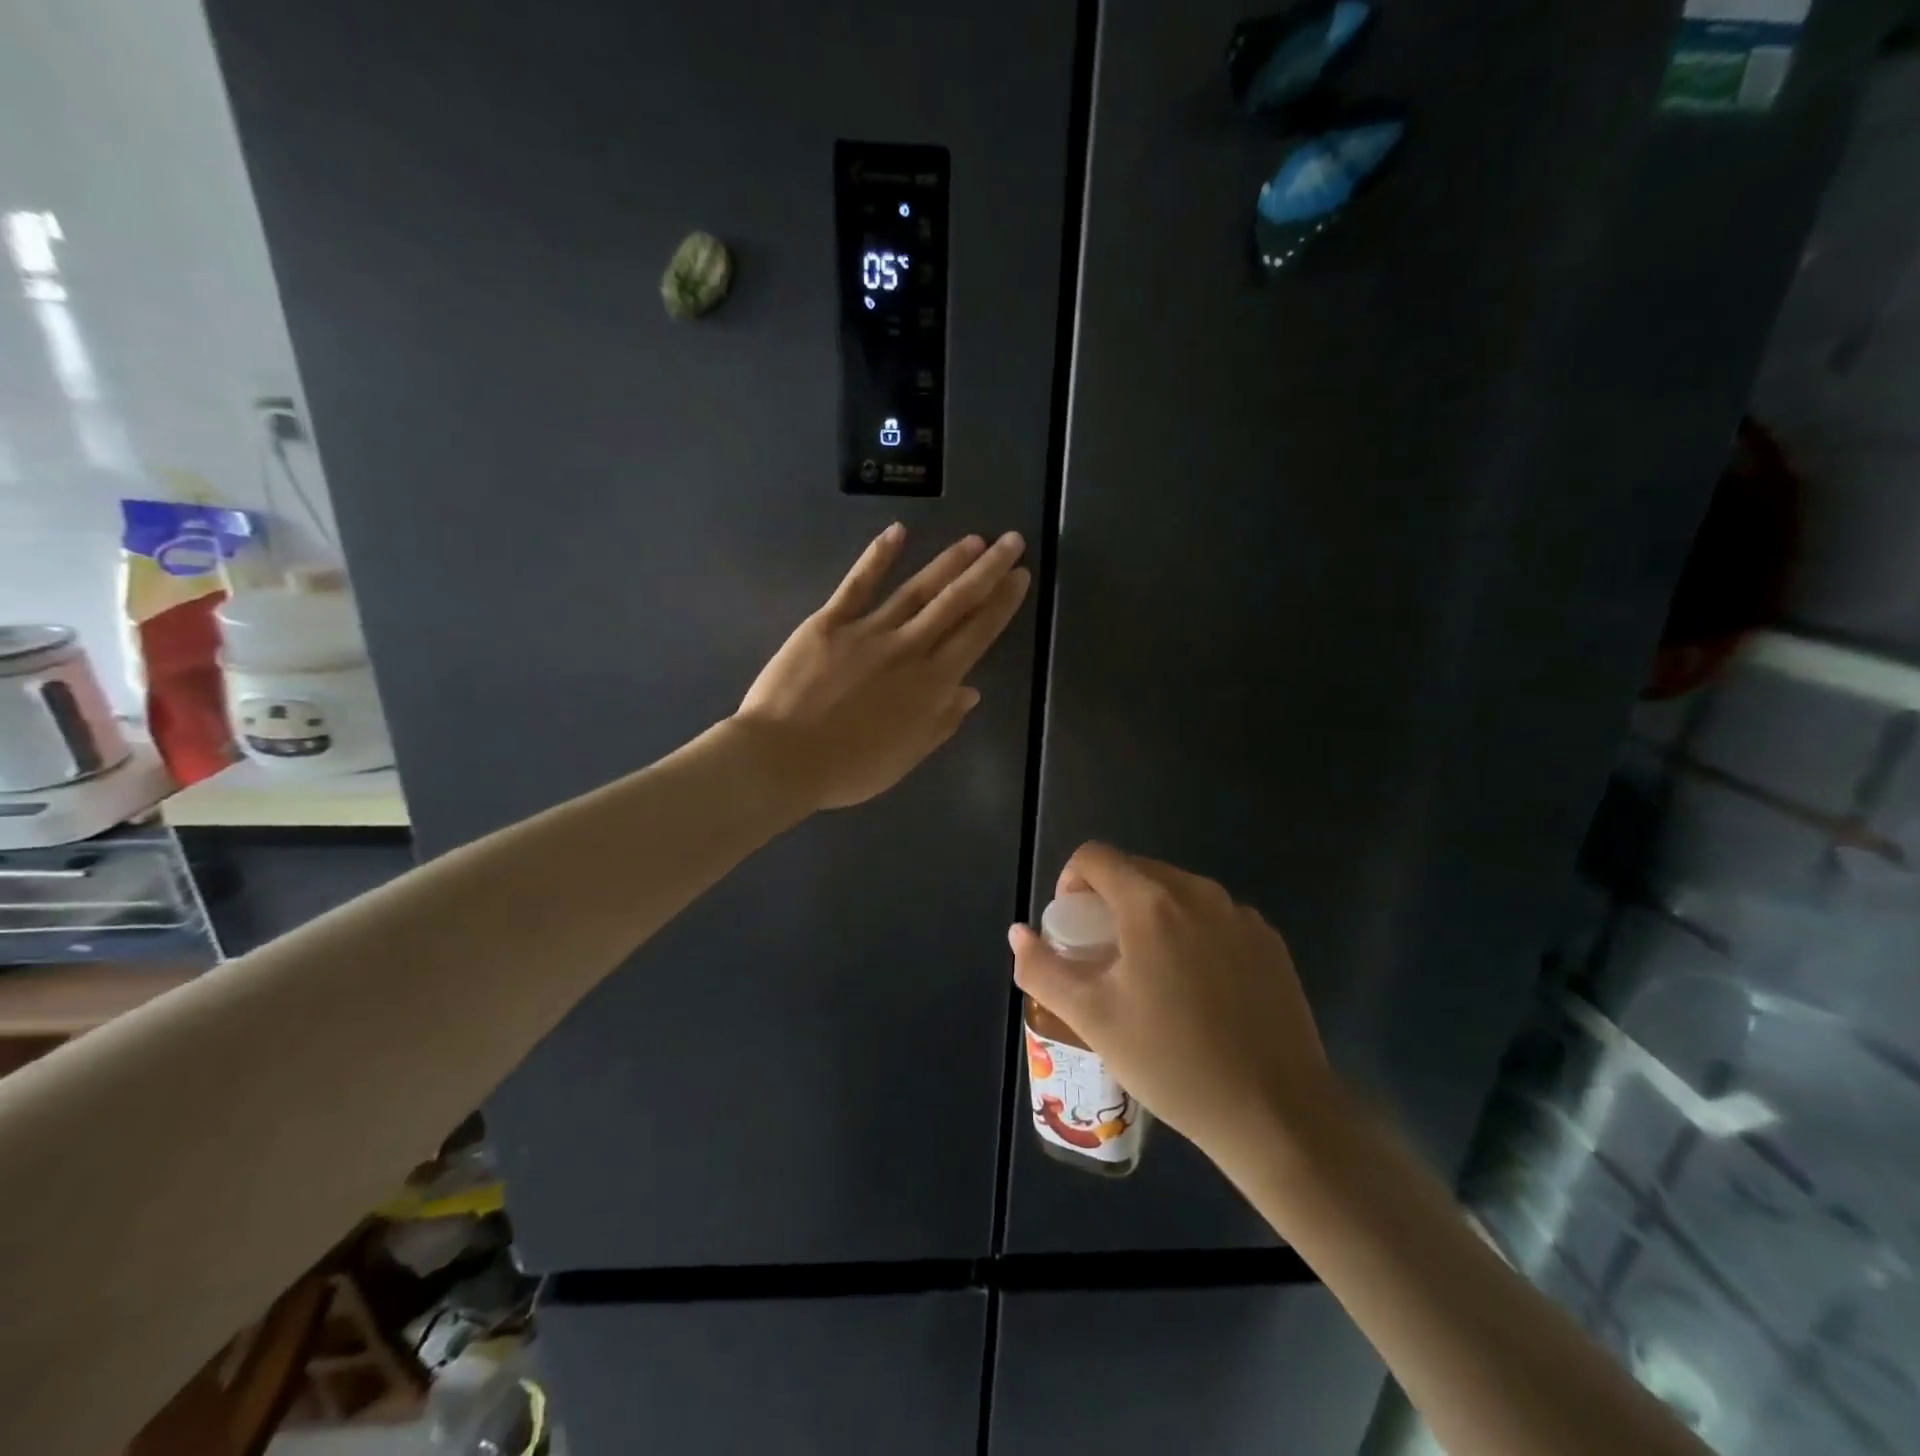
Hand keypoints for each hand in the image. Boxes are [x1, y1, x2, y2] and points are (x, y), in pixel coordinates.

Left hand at [735, 525, 1029, 811]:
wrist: (783, 759)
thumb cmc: (848, 769)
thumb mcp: (905, 757)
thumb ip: (941, 722)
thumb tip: (971, 691)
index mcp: (930, 685)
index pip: (976, 636)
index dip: (1001, 605)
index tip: (1020, 578)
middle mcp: (908, 649)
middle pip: (955, 603)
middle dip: (988, 570)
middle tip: (1012, 541)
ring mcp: (868, 632)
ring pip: (917, 589)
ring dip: (948, 562)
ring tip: (973, 540)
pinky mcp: (830, 622)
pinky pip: (858, 584)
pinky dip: (878, 557)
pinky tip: (898, 531)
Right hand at [1009, 843, 1338, 1161]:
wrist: (1276, 1113)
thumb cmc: (1171, 1061)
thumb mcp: (1091, 1018)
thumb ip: (1043, 968)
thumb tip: (1018, 933)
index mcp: (1151, 901)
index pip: (1094, 856)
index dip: (1070, 881)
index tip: (1072, 928)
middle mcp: (1199, 892)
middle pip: (1137, 871)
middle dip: (1109, 902)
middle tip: (1105, 958)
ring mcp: (1241, 916)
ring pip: (1178, 894)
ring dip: (1151, 917)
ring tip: (1150, 977)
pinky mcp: (1270, 942)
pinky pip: (1215, 919)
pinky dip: (1192, 935)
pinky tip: (1199, 993)